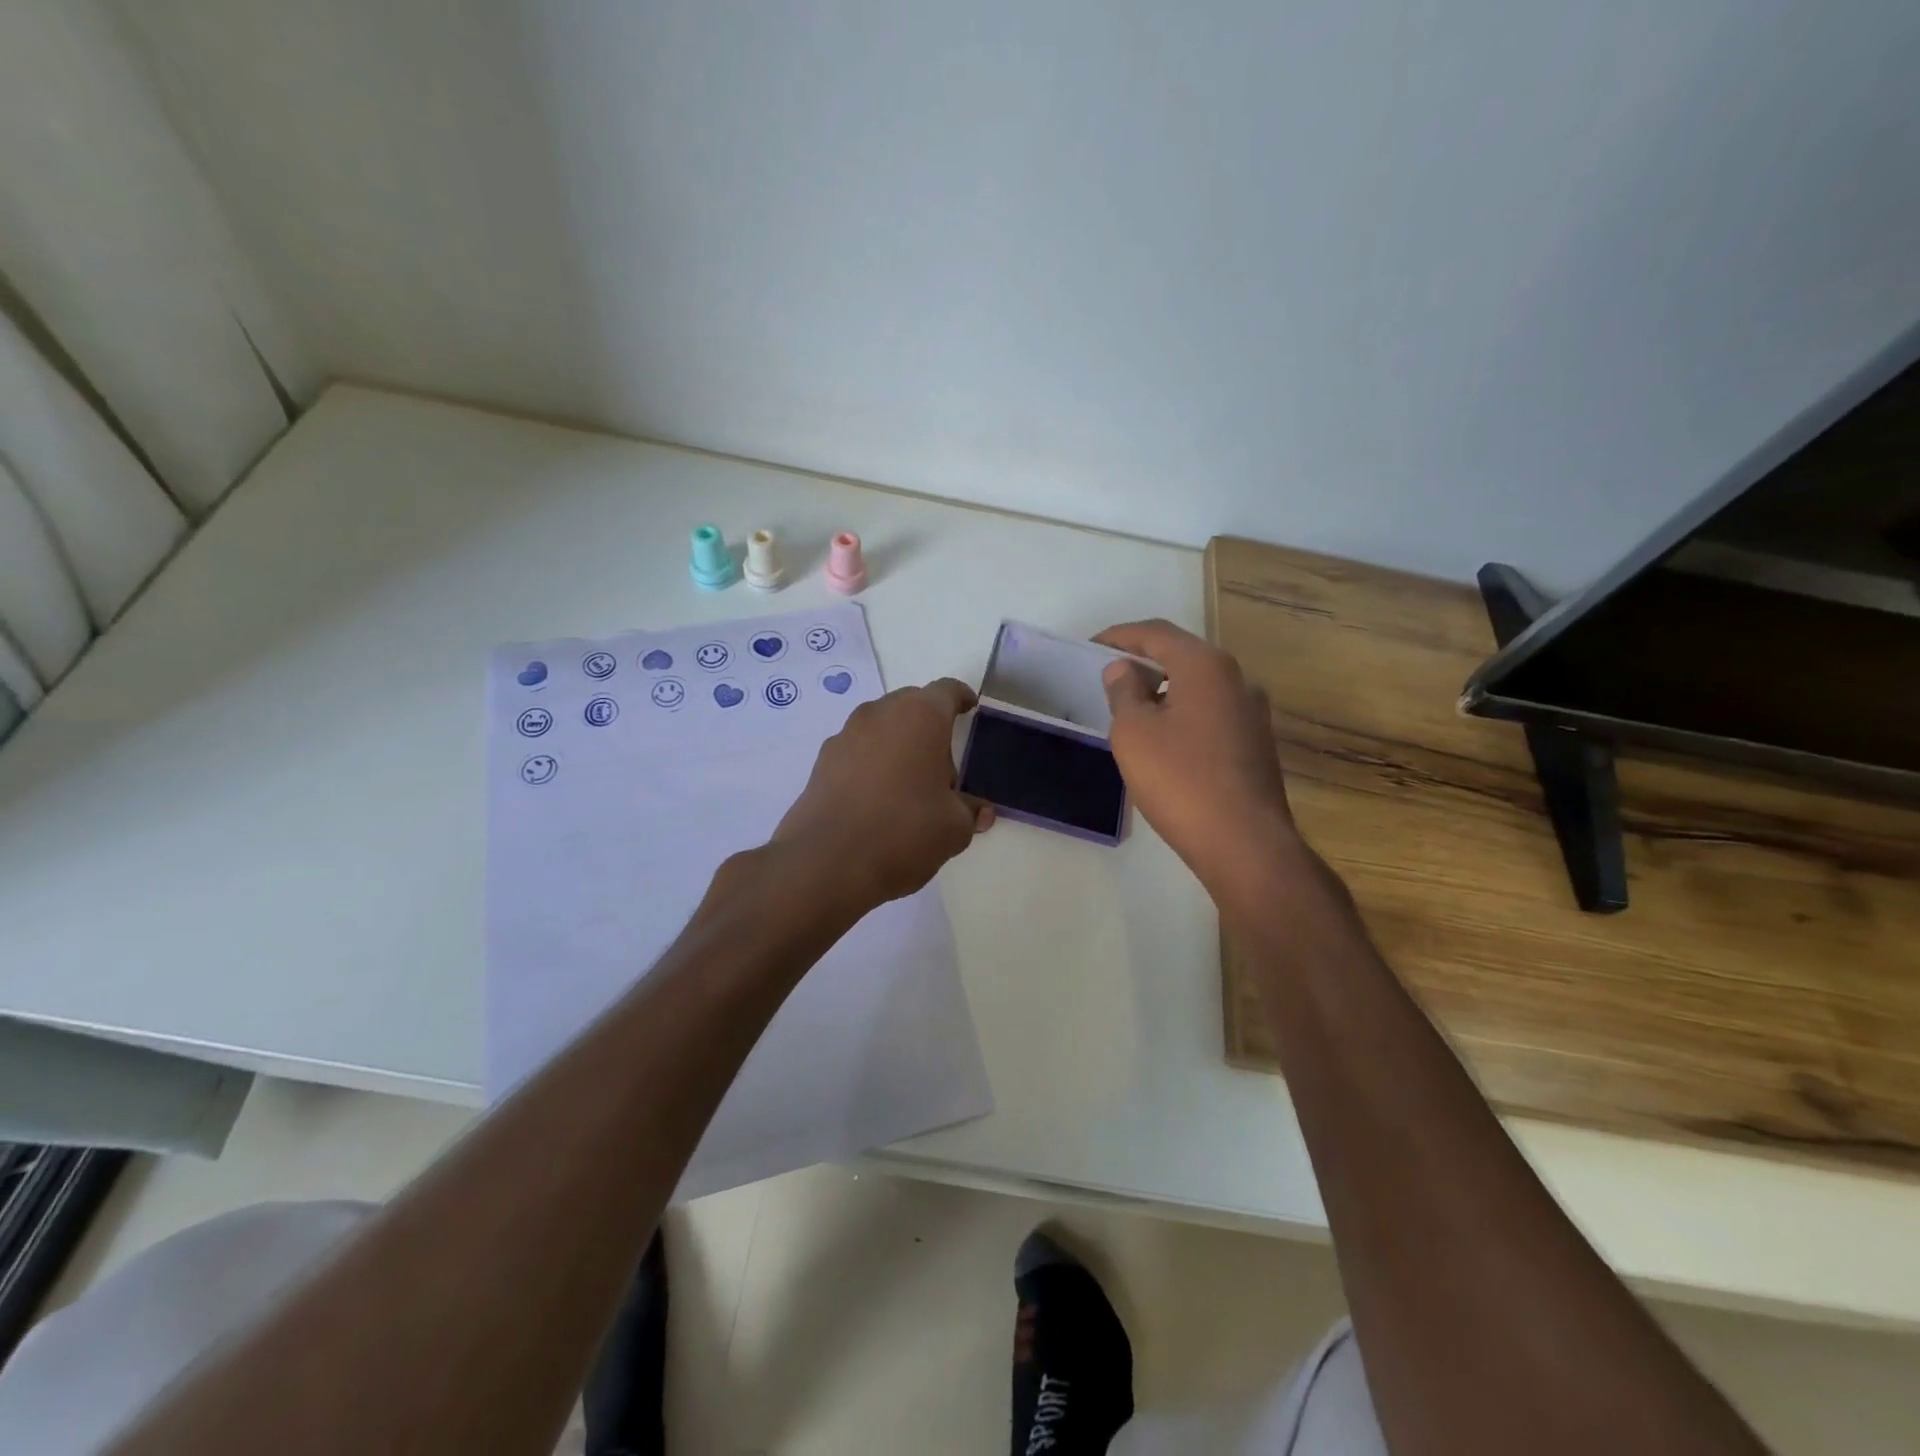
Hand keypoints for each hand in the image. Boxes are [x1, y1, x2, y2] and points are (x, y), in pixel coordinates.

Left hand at [773, 678, 993, 910]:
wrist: (826, 862)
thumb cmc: (904, 832)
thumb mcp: (953, 828)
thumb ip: (969, 812)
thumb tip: (978, 812)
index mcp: (921, 716)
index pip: (947, 692)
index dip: (961, 698)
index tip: (970, 708)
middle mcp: (880, 714)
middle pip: (911, 705)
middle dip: (929, 725)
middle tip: (942, 762)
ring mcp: (846, 735)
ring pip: (881, 727)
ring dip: (897, 743)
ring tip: (908, 784)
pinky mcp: (821, 761)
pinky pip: (857, 750)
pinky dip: (871, 763)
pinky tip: (876, 799)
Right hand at [1095, 620, 1322, 905]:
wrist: (1244, 843)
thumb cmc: (1180, 780)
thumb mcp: (1134, 733)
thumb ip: (1124, 692)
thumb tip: (1124, 669)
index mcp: (1206, 666)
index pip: (1156, 633)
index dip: (1119, 636)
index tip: (1090, 647)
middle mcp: (1236, 679)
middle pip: (1181, 656)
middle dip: (1143, 661)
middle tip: (1108, 677)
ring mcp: (1252, 712)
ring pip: (1198, 686)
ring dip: (1163, 690)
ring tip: (1130, 710)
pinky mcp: (1255, 743)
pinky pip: (1210, 713)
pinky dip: (1182, 713)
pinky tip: (1163, 739)